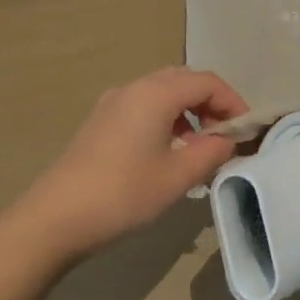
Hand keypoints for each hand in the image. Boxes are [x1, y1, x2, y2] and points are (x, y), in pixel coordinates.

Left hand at [29, 68, 248, 255]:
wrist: (54, 219)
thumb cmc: (123, 194)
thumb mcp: (178, 176)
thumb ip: (212, 152)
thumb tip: (227, 140)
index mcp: (156, 93)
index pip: (208, 82)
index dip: (233, 102)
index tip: (245, 131)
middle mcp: (135, 87)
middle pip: (185, 80)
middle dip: (211, 103)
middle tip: (224, 135)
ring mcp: (113, 103)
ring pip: (163, 92)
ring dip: (188, 111)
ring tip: (198, 146)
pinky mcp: (100, 121)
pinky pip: (144, 105)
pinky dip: (165, 117)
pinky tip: (166, 151)